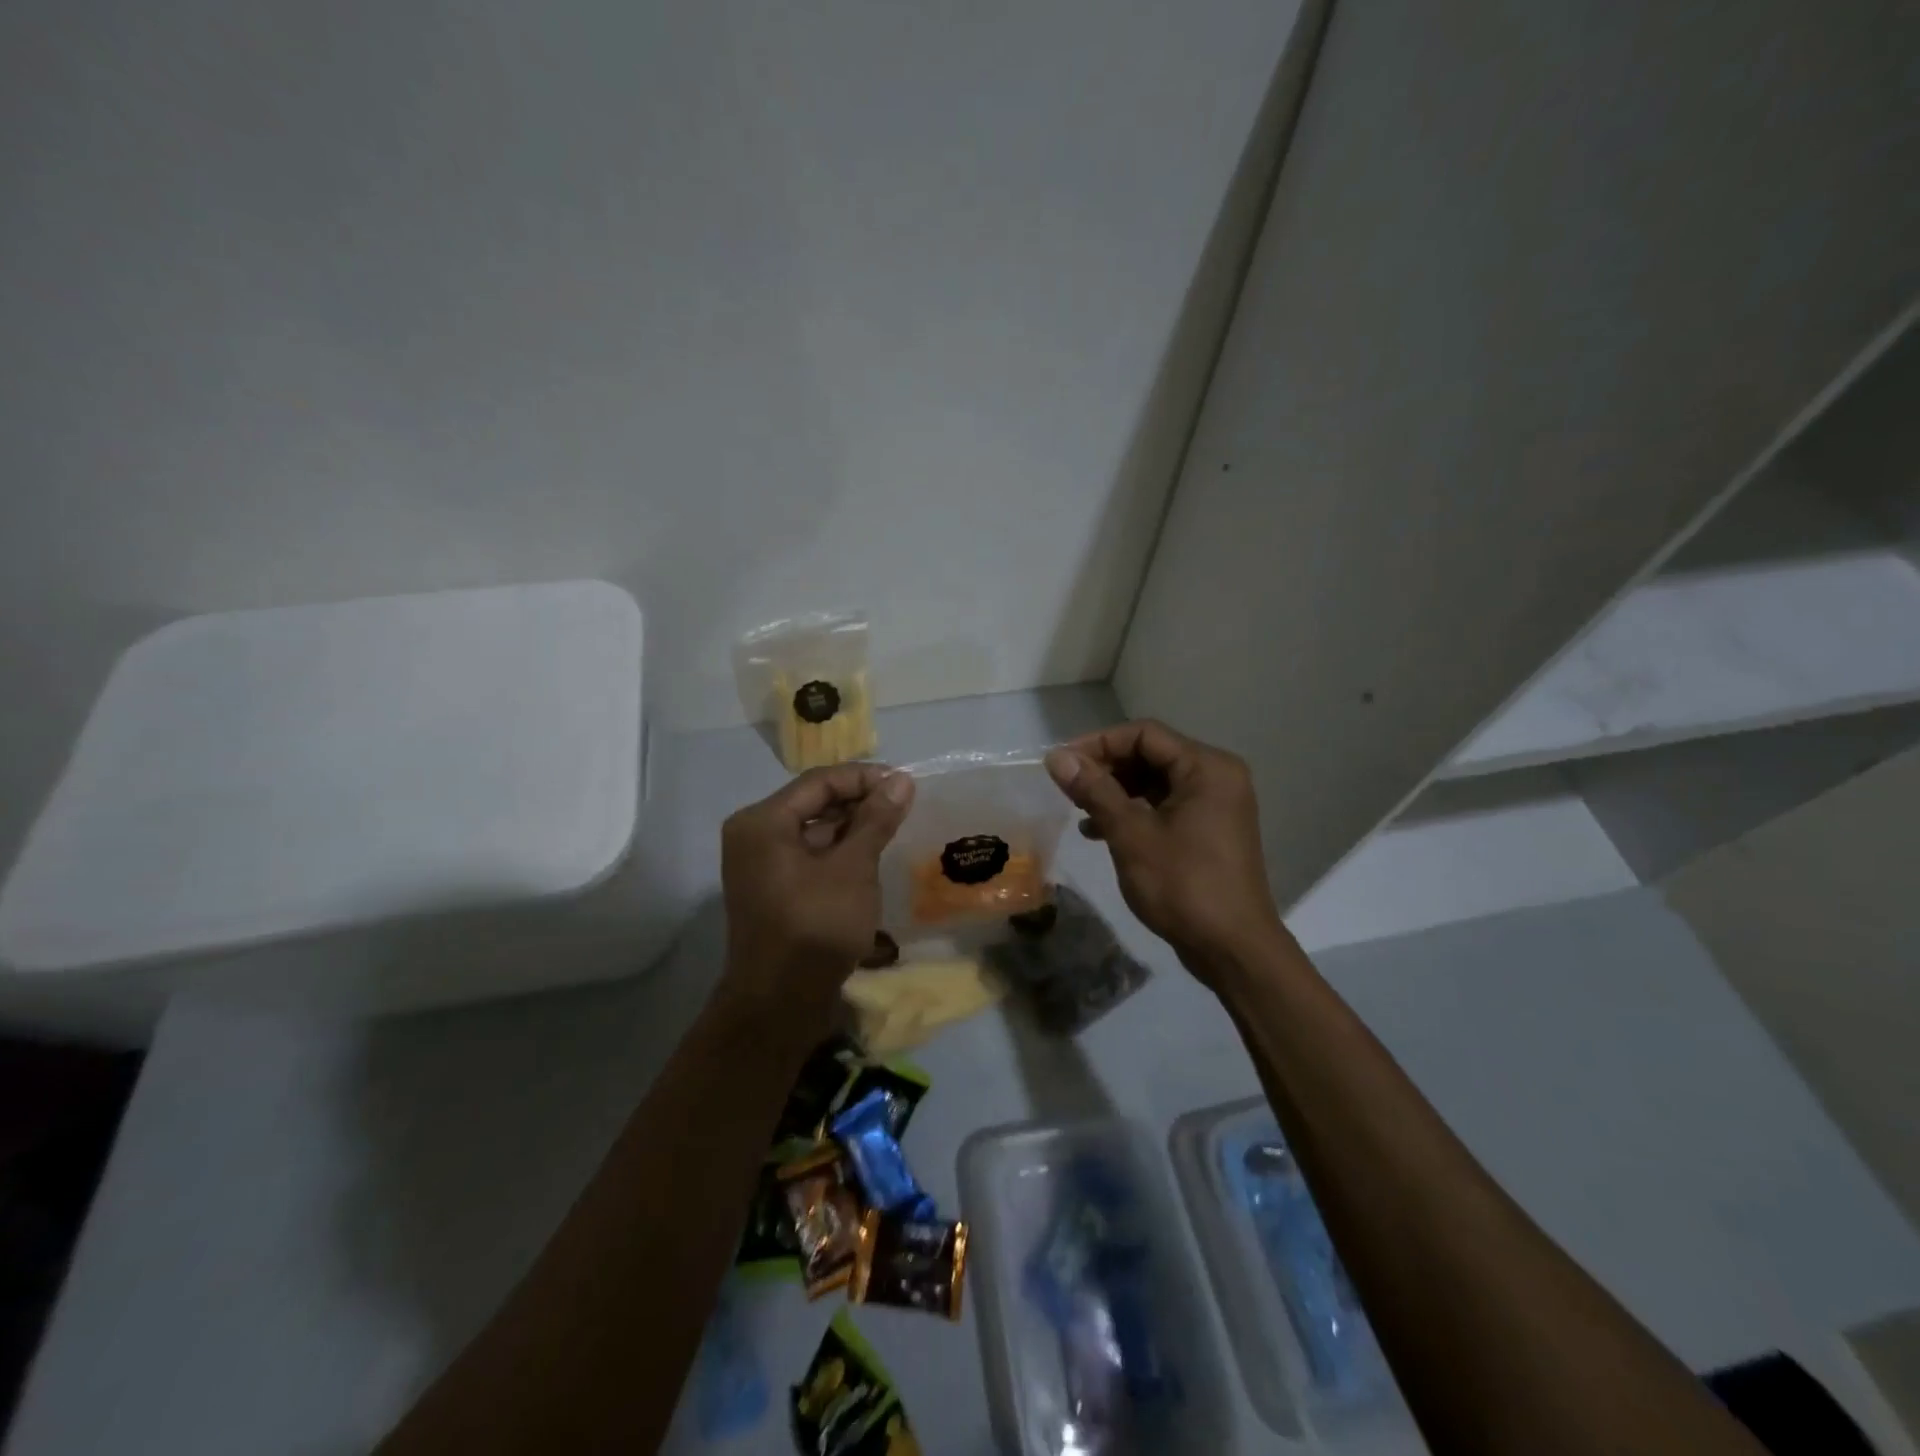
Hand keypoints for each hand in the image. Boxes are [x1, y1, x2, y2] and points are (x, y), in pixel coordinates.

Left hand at [719, 763, 914, 1022]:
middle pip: (814, 803)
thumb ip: (876, 819)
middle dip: (860, 803)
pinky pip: (808, 857)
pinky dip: (839, 853)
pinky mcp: (772, 890)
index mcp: (763, 822)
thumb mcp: (853, 867)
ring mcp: (760, 865)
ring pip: (813, 831)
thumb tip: (901, 780)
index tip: (905, 784)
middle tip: (904, 807)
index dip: (864, 778)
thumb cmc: (816, 926)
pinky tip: (872, 858)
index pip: (819, 781)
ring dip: (852, 828)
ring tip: (894, 830)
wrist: (780, 1004)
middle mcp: (754, 836)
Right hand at [1045, 721, 1284, 981]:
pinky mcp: (1209, 831)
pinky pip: (1166, 807)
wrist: (1232, 950)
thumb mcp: (1131, 834)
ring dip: (1116, 792)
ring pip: (1156, 783)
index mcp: (1207, 767)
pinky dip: (1134, 813)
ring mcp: (1216, 805)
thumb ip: (1094, 790)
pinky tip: (1100, 832)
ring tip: (1080, 811)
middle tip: (1067, 788)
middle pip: (1151, 755)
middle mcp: (1217, 777)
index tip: (1062, 764)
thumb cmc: (1183, 885)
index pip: (1144, 734)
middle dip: (1106, 768)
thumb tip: (1056, 757)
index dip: (1098, 743)